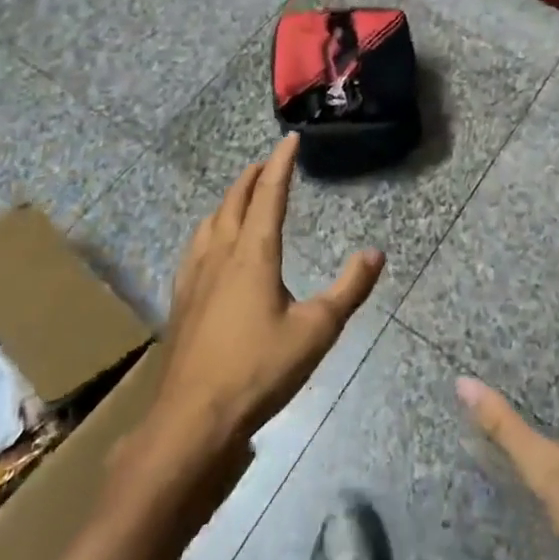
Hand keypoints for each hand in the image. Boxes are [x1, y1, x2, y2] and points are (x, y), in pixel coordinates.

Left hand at [152, 135, 384, 461]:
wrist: (192, 419)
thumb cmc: (259, 370)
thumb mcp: (317, 331)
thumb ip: (349, 289)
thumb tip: (375, 253)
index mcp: (254, 253)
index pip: (269, 194)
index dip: (281, 164)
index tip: (289, 140)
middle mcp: (221, 254)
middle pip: (234, 201)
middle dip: (251, 177)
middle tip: (266, 163)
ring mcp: (196, 277)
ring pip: (210, 222)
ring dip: (228, 200)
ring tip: (239, 196)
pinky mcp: (182, 300)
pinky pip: (196, 247)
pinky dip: (210, 229)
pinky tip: (210, 247)